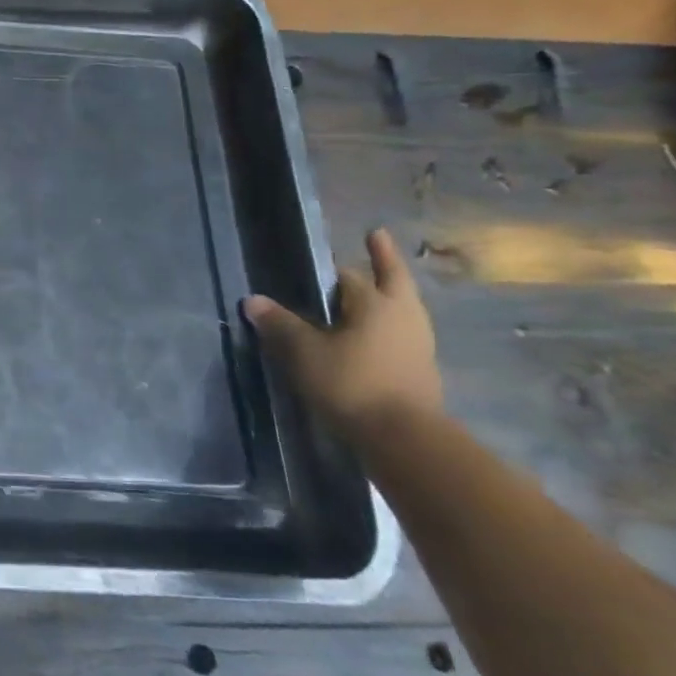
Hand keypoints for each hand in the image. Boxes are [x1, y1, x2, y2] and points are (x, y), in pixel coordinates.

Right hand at [243, 228, 442, 443]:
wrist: (405, 439)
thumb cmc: (352, 383)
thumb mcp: (304, 352)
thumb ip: (280, 324)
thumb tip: (253, 300)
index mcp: (374, 303)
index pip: (348, 274)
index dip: (330, 267)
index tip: (318, 259)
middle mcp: (402, 316)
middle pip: (393, 278)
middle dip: (384, 258)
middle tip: (377, 236)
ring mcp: (418, 343)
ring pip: (403, 306)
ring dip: (391, 291)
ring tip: (375, 287)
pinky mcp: (422, 370)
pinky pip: (404, 332)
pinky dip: (390, 322)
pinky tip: (374, 332)